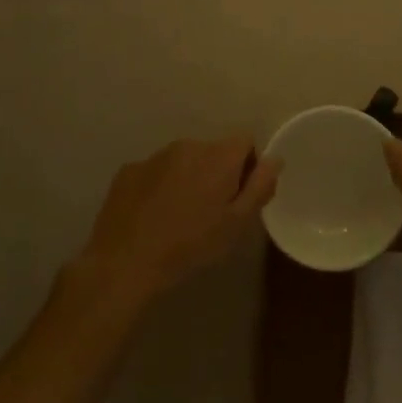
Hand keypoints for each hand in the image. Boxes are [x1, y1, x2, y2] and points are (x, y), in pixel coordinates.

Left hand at [74, 137, 279, 309]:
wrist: (126, 261)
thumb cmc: (190, 245)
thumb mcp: (236, 224)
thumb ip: (260, 187)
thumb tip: (275, 159)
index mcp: (218, 156)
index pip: (245, 141)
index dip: (248, 165)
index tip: (239, 194)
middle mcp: (189, 145)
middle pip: (213, 151)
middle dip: (216, 173)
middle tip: (210, 211)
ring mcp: (155, 155)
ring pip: (183, 160)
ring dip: (188, 178)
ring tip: (179, 216)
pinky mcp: (129, 170)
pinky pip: (155, 171)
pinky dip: (159, 186)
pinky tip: (152, 216)